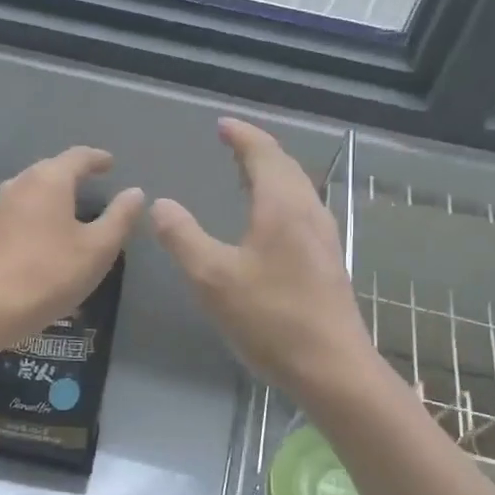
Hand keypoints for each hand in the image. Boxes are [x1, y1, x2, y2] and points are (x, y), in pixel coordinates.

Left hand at [0, 146, 144, 350]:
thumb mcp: (98, 248)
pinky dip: (36, 213)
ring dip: (52, 194)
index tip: (110, 164)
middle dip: (73, 174)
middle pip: (51, 169)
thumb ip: (120, 217)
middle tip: (92, 184)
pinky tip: (43, 232)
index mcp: (49, 180)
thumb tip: (135, 192)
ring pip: (31, 189)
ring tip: (69, 208)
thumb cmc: (51, 274)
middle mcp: (19, 183)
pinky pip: (18, 210)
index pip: (78, 156)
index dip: (98, 159)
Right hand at [152, 118, 376, 399]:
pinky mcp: (328, 261)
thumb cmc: (270, 319)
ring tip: (246, 175)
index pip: (263, 154)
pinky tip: (269, 221)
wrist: (332, 369)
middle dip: (258, 150)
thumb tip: (161, 204)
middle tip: (232, 144)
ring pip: (298, 189)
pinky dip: (281, 198)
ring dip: (272, 174)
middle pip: (286, 166)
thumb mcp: (212, 278)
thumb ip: (183, 237)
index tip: (222, 124)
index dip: (242, 135)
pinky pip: (302, 211)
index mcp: (282, 207)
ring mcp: (324, 237)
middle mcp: (309, 212)